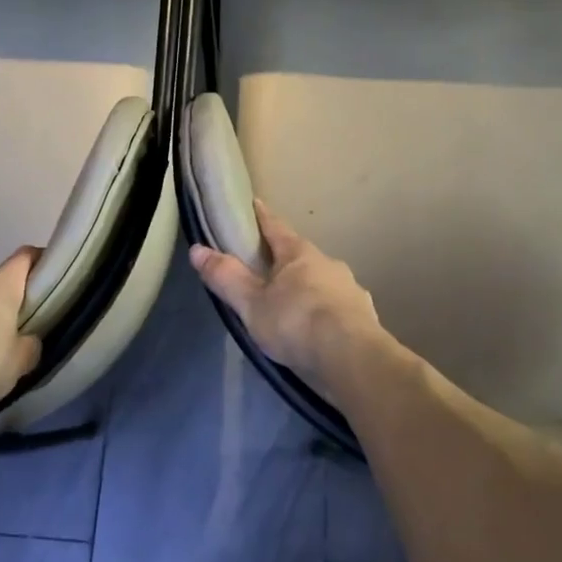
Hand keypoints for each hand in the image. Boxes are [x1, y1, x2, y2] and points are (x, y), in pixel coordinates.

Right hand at [188, 201, 386, 389]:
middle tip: (268, 269)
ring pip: (323, 282)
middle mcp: (329, 264)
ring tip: (293, 306)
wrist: (352, 358)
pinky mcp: (364, 317)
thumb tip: (197, 249)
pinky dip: (326, 313)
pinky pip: (339, 308)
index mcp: (299, 254)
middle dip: (286, 260)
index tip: (255, 203)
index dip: (262, 216)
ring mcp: (350, 290)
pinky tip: (320, 330)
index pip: (276, 227)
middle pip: (302, 256)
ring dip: (308, 288)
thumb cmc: (296, 322)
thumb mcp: (251, 303)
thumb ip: (226, 277)